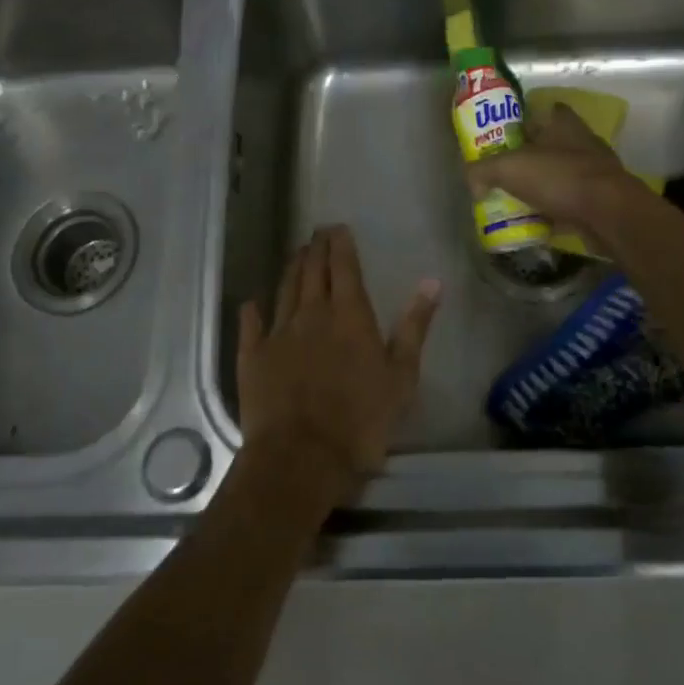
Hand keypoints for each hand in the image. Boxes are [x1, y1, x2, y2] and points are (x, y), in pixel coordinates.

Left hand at [236, 226, 441, 507]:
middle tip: (317, 233)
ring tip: (297, 255)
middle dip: (315, 248)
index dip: (340, 244)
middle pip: (311, 271)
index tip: (338, 228)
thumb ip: (415, 326)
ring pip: (284, 290)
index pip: (343, 266)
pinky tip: (253, 302)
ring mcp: (278, 333)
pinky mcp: (253, 356)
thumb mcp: (402, 375)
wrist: (302, 456)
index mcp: (349, 314)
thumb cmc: (362, 420)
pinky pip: (251, 324)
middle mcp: (311, 313)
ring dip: (292, 269)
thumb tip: (432, 282)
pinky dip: (254, 309)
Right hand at [466, 102, 652, 250]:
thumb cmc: (559, 178)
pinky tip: (540, 223)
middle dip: (532, 157)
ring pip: (562, 175)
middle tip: (506, 171)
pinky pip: (572, 203)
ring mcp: (596, 172)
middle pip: (552, 145)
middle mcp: (583, 142)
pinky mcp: (602, 200)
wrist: (608, 214)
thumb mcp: (508, 168)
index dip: (528, 119)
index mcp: (563, 124)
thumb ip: (482, 171)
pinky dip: (557, 211)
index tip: (508, 134)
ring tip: (519, 199)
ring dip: (545, 186)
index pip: (547, 110)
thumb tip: (471, 183)